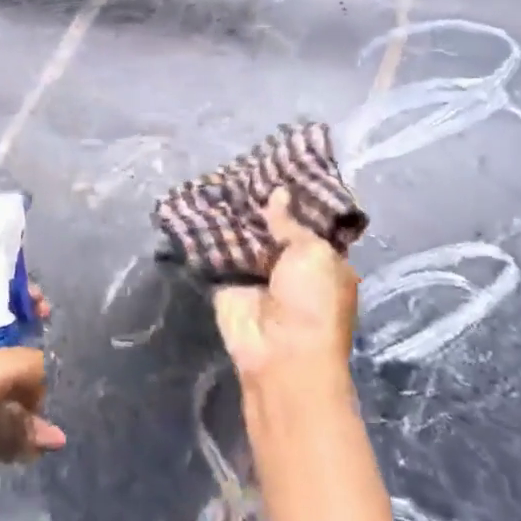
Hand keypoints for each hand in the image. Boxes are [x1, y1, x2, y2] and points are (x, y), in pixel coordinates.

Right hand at [211, 187, 358, 387]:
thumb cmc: (313, 301)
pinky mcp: (227, 284)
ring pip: (243, 238)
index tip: (277, 170)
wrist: (281, 352)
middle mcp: (290, 266)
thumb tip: (278, 195)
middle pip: (272, 229)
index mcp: (323, 261)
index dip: (294, 200)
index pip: (307, 223)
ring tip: (217, 178)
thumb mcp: (313, 253)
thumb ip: (291, 223)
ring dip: (233, 217)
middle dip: (259, 205)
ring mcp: (257, 275)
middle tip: (242, 169)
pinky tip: (197, 205)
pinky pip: (218, 254)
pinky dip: (209, 236)